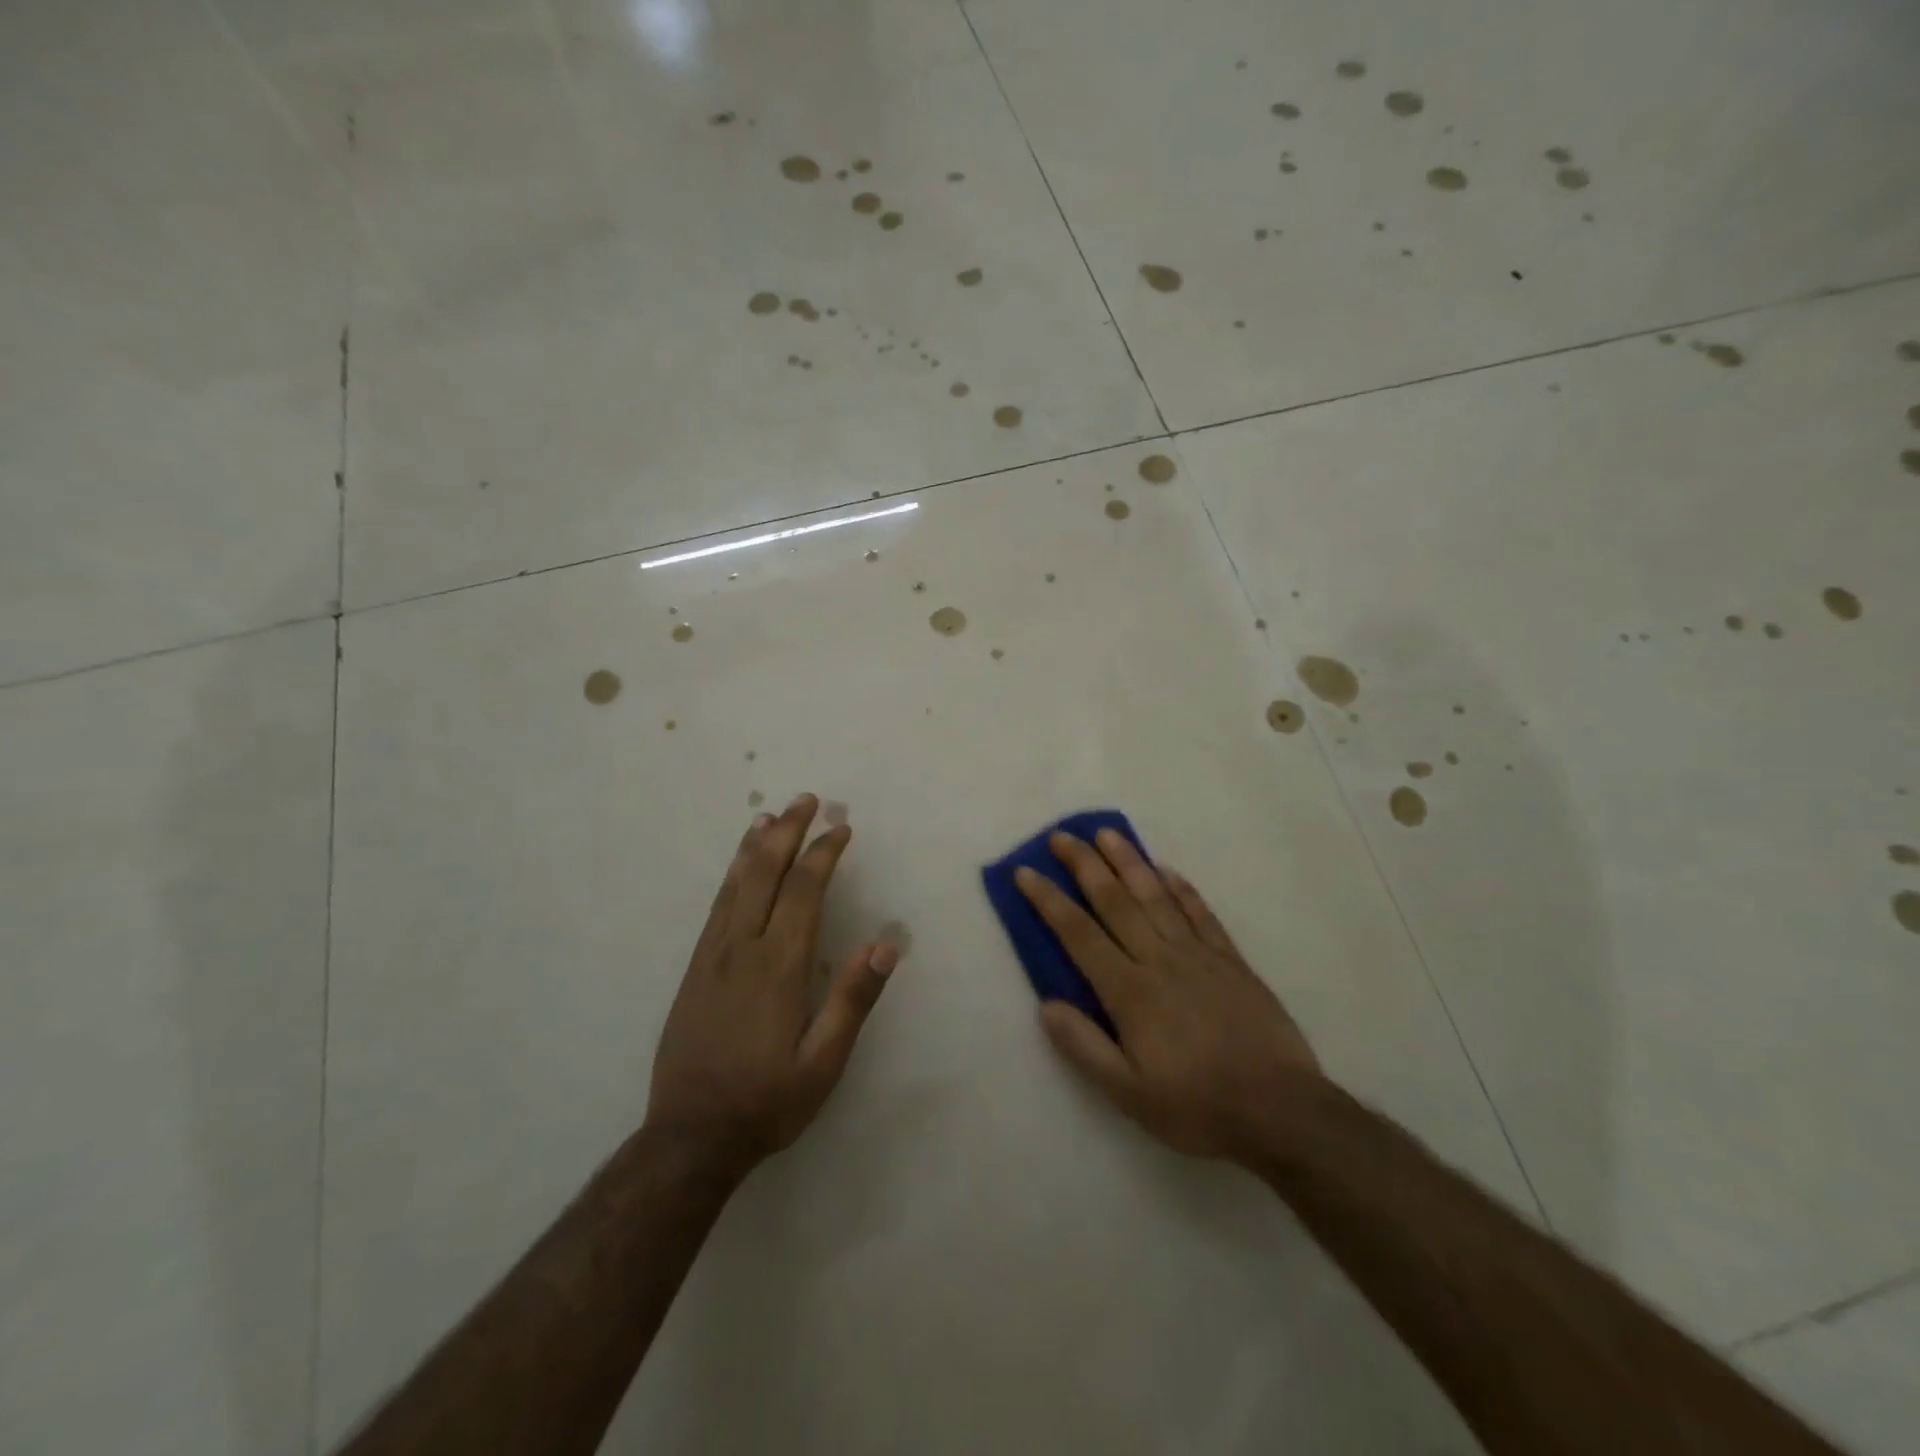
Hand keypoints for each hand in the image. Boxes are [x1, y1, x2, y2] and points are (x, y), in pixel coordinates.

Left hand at [646, 794, 897, 1172]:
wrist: (689, 1137)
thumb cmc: (767, 1100)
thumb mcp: (824, 1062)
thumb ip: (853, 1000)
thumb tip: (886, 945)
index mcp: (779, 966)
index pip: (804, 890)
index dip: (824, 853)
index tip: (841, 828)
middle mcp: (742, 948)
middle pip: (765, 873)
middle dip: (788, 831)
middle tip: (807, 800)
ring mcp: (712, 956)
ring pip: (735, 884)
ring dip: (756, 846)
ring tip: (771, 816)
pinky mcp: (694, 969)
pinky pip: (716, 906)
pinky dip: (731, 875)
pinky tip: (738, 867)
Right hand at [1016, 828, 1320, 1161]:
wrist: (1281, 1111)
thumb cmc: (1197, 1106)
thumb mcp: (1128, 1094)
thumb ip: (1084, 1047)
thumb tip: (1046, 1005)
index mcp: (1129, 991)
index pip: (1078, 933)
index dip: (1048, 899)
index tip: (1025, 871)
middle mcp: (1159, 959)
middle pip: (1114, 900)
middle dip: (1083, 864)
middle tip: (1061, 836)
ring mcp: (1198, 954)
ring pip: (1155, 895)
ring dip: (1128, 861)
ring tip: (1107, 833)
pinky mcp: (1230, 960)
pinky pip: (1200, 912)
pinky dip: (1181, 888)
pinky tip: (1166, 870)